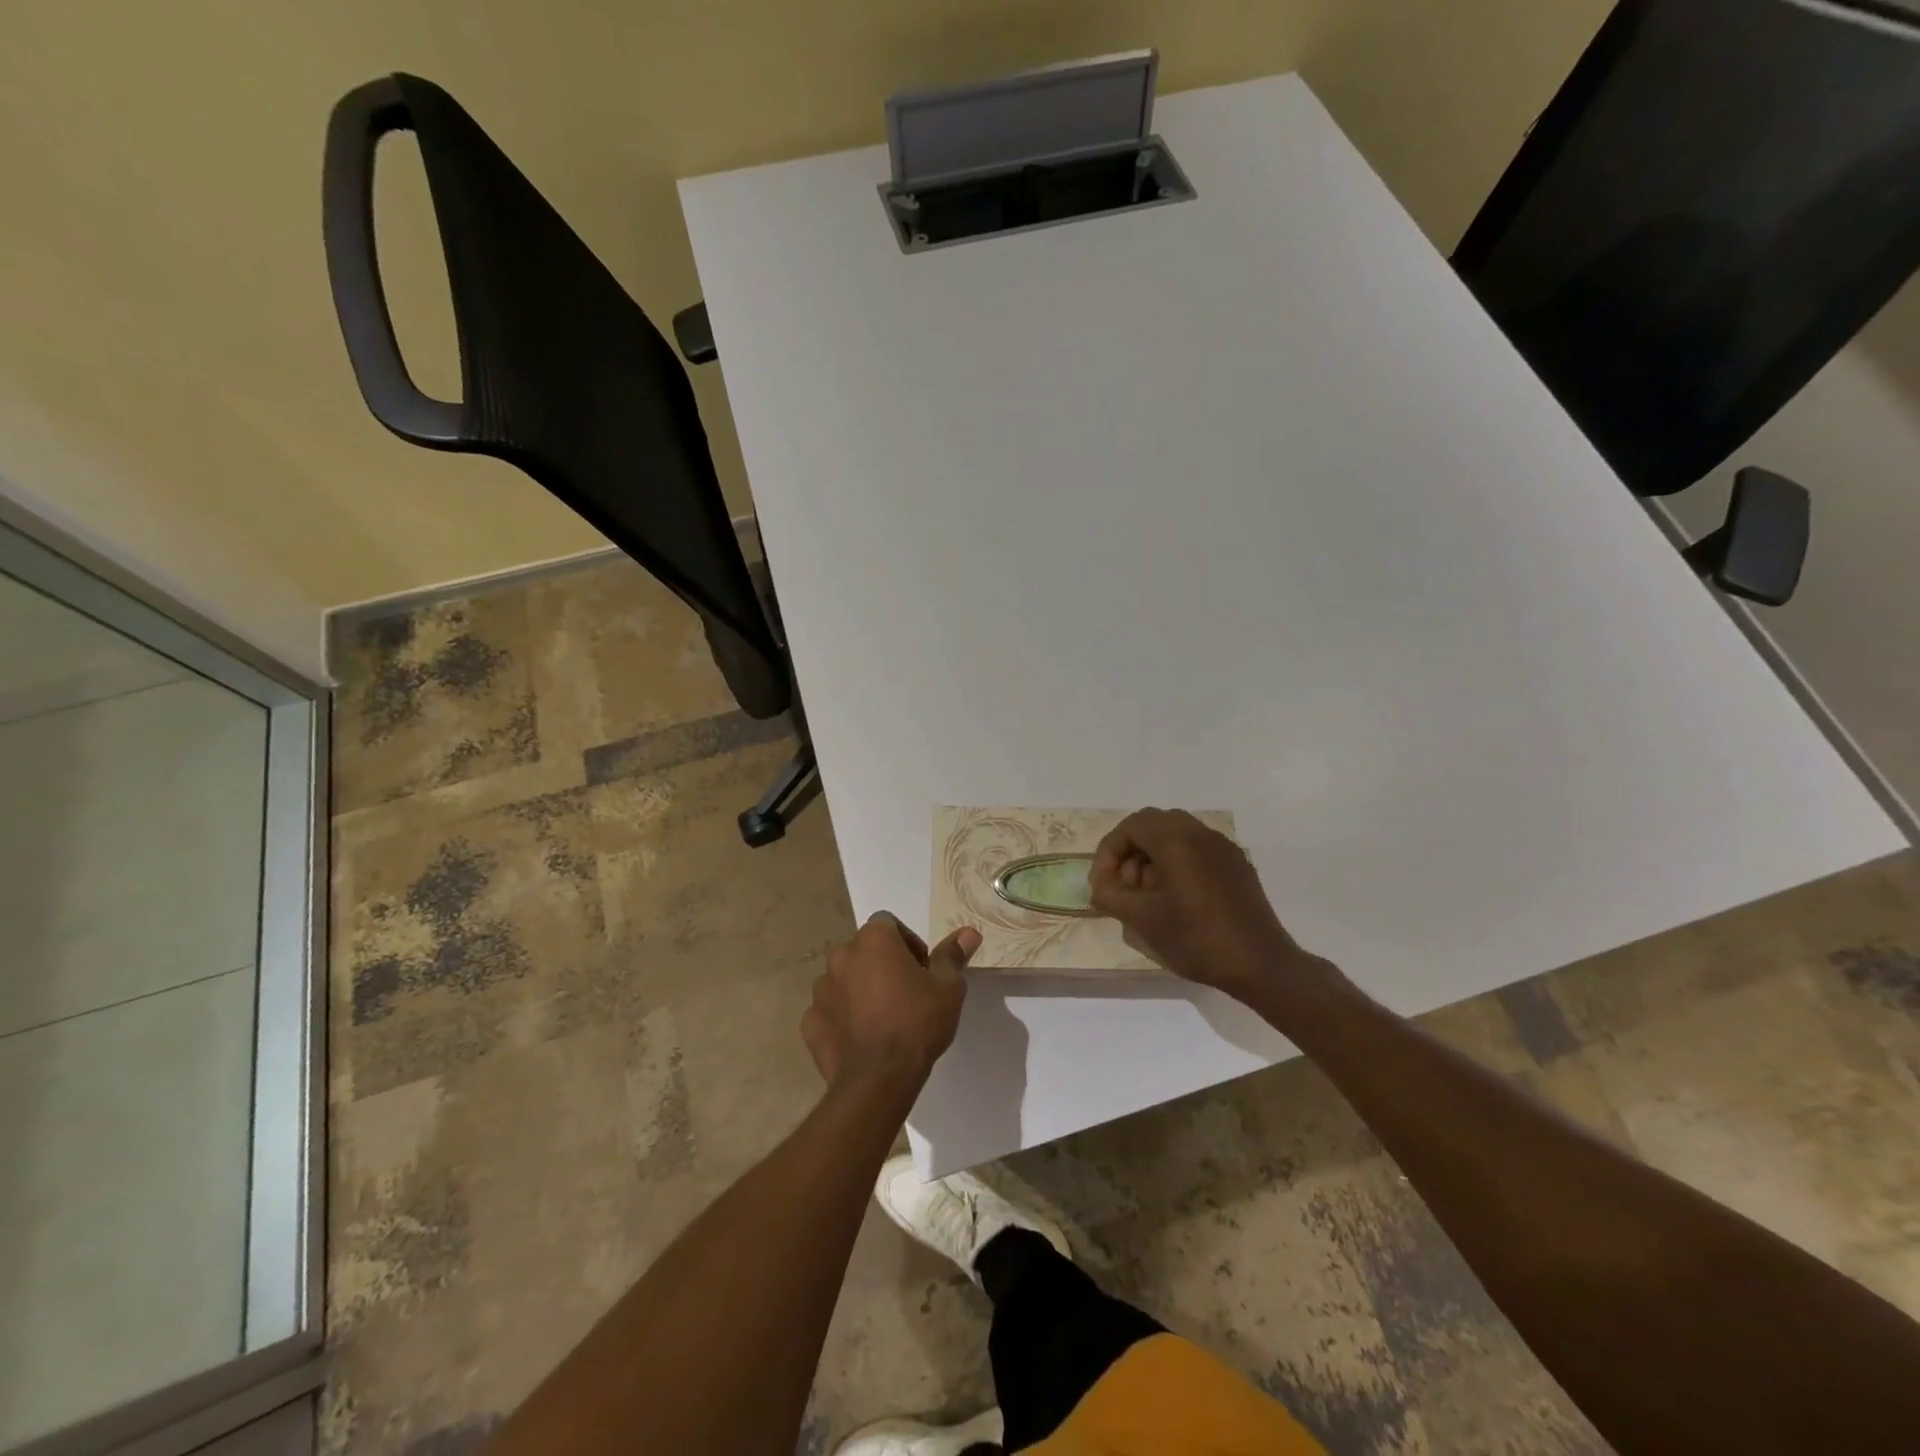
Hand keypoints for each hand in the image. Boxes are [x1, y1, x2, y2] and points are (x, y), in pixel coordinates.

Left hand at [802, 913, 977, 1097]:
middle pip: (864, 950)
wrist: (878, 1079)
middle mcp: (841, 956)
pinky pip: (830, 1009)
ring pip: (844, 978)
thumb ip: (952, 956)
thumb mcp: (947, 988)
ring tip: (883, 1017)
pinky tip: (862, 1037)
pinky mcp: (810, 1022)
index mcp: (873, 940)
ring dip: (860, 988)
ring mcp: (821, 990)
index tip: (922, 969)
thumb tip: (969, 932)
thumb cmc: (917, 1022)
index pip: (888, 924)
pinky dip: (843, 1016)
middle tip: (906, 993)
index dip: (907, 942)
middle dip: (882, 964)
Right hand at [1090, 808, 1322, 998]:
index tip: (1103, 885)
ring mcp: (1224, 848)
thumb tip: (1100, 886)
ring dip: (1153, 858)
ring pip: (1176, 836)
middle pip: (1153, 825)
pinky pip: (1198, 851)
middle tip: (1125, 887)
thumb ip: (1110, 896)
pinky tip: (1177, 901)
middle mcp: (1201, 833)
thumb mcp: (1142, 920)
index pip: (1131, 826)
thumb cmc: (1196, 939)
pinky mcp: (1238, 866)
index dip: (1109, 852)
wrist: (1261, 964)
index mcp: (1176, 840)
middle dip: (1131, 852)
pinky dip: (1177, 864)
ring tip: (1149, 897)